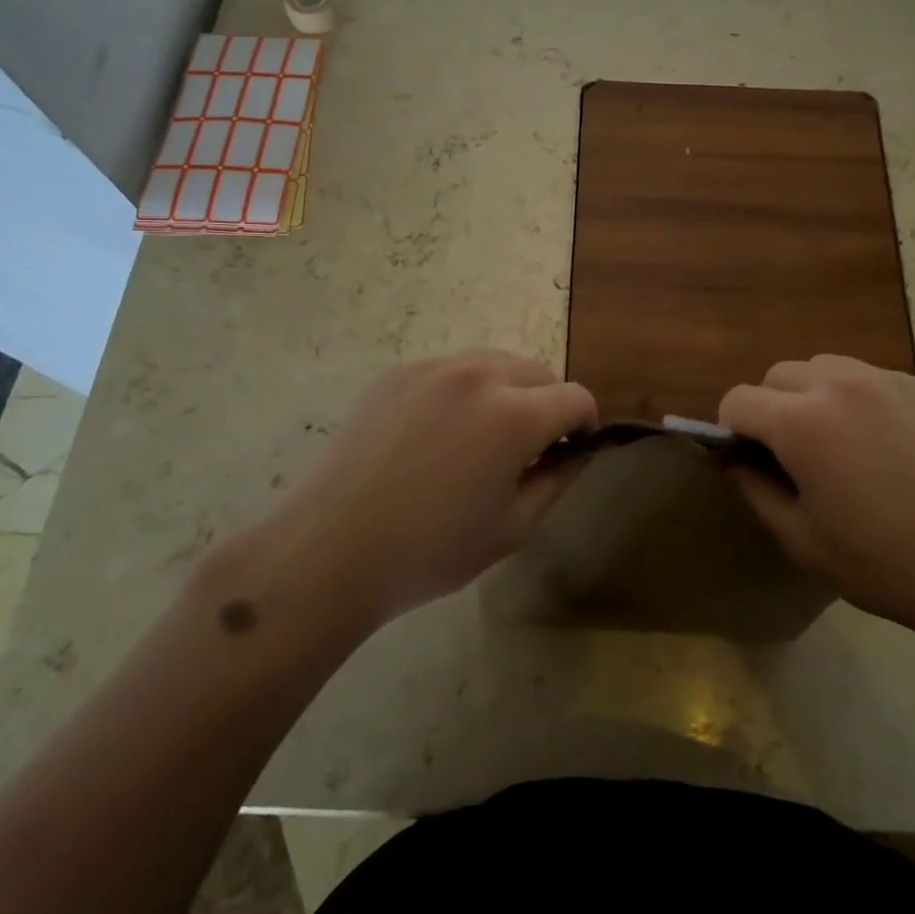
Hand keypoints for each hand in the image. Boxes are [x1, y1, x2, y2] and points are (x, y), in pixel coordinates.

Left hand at [263, 351, 596, 626]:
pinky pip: (451, 370)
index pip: (576, 397)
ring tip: (483, 437)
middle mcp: (479, 375)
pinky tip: (437, 434)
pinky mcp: (397, 373)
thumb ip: (557, 480)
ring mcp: (433, 368)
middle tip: (528, 449)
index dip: (585, 424)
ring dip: (508, 390)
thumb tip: (578, 451)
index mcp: (514, 415)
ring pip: (495, 362)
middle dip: (548, 404)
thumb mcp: (512, 528)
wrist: (329, 549)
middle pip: (539, 371)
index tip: (572, 451)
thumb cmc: (430, 550)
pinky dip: (464, 391)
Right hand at [719, 355, 914, 648]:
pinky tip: (889, 447)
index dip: (731, 430)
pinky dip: (861, 400)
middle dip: (771, 407)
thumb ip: (755, 490)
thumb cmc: (885, 562)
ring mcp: (887, 379)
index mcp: (800, 421)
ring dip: (814, 395)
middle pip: (779, 374)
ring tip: (841, 444)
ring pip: (825, 367)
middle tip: (794, 456)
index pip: (738, 400)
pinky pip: (872, 378)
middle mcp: (839, 383)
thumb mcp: (801, 540)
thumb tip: (733, 460)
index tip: (749, 461)